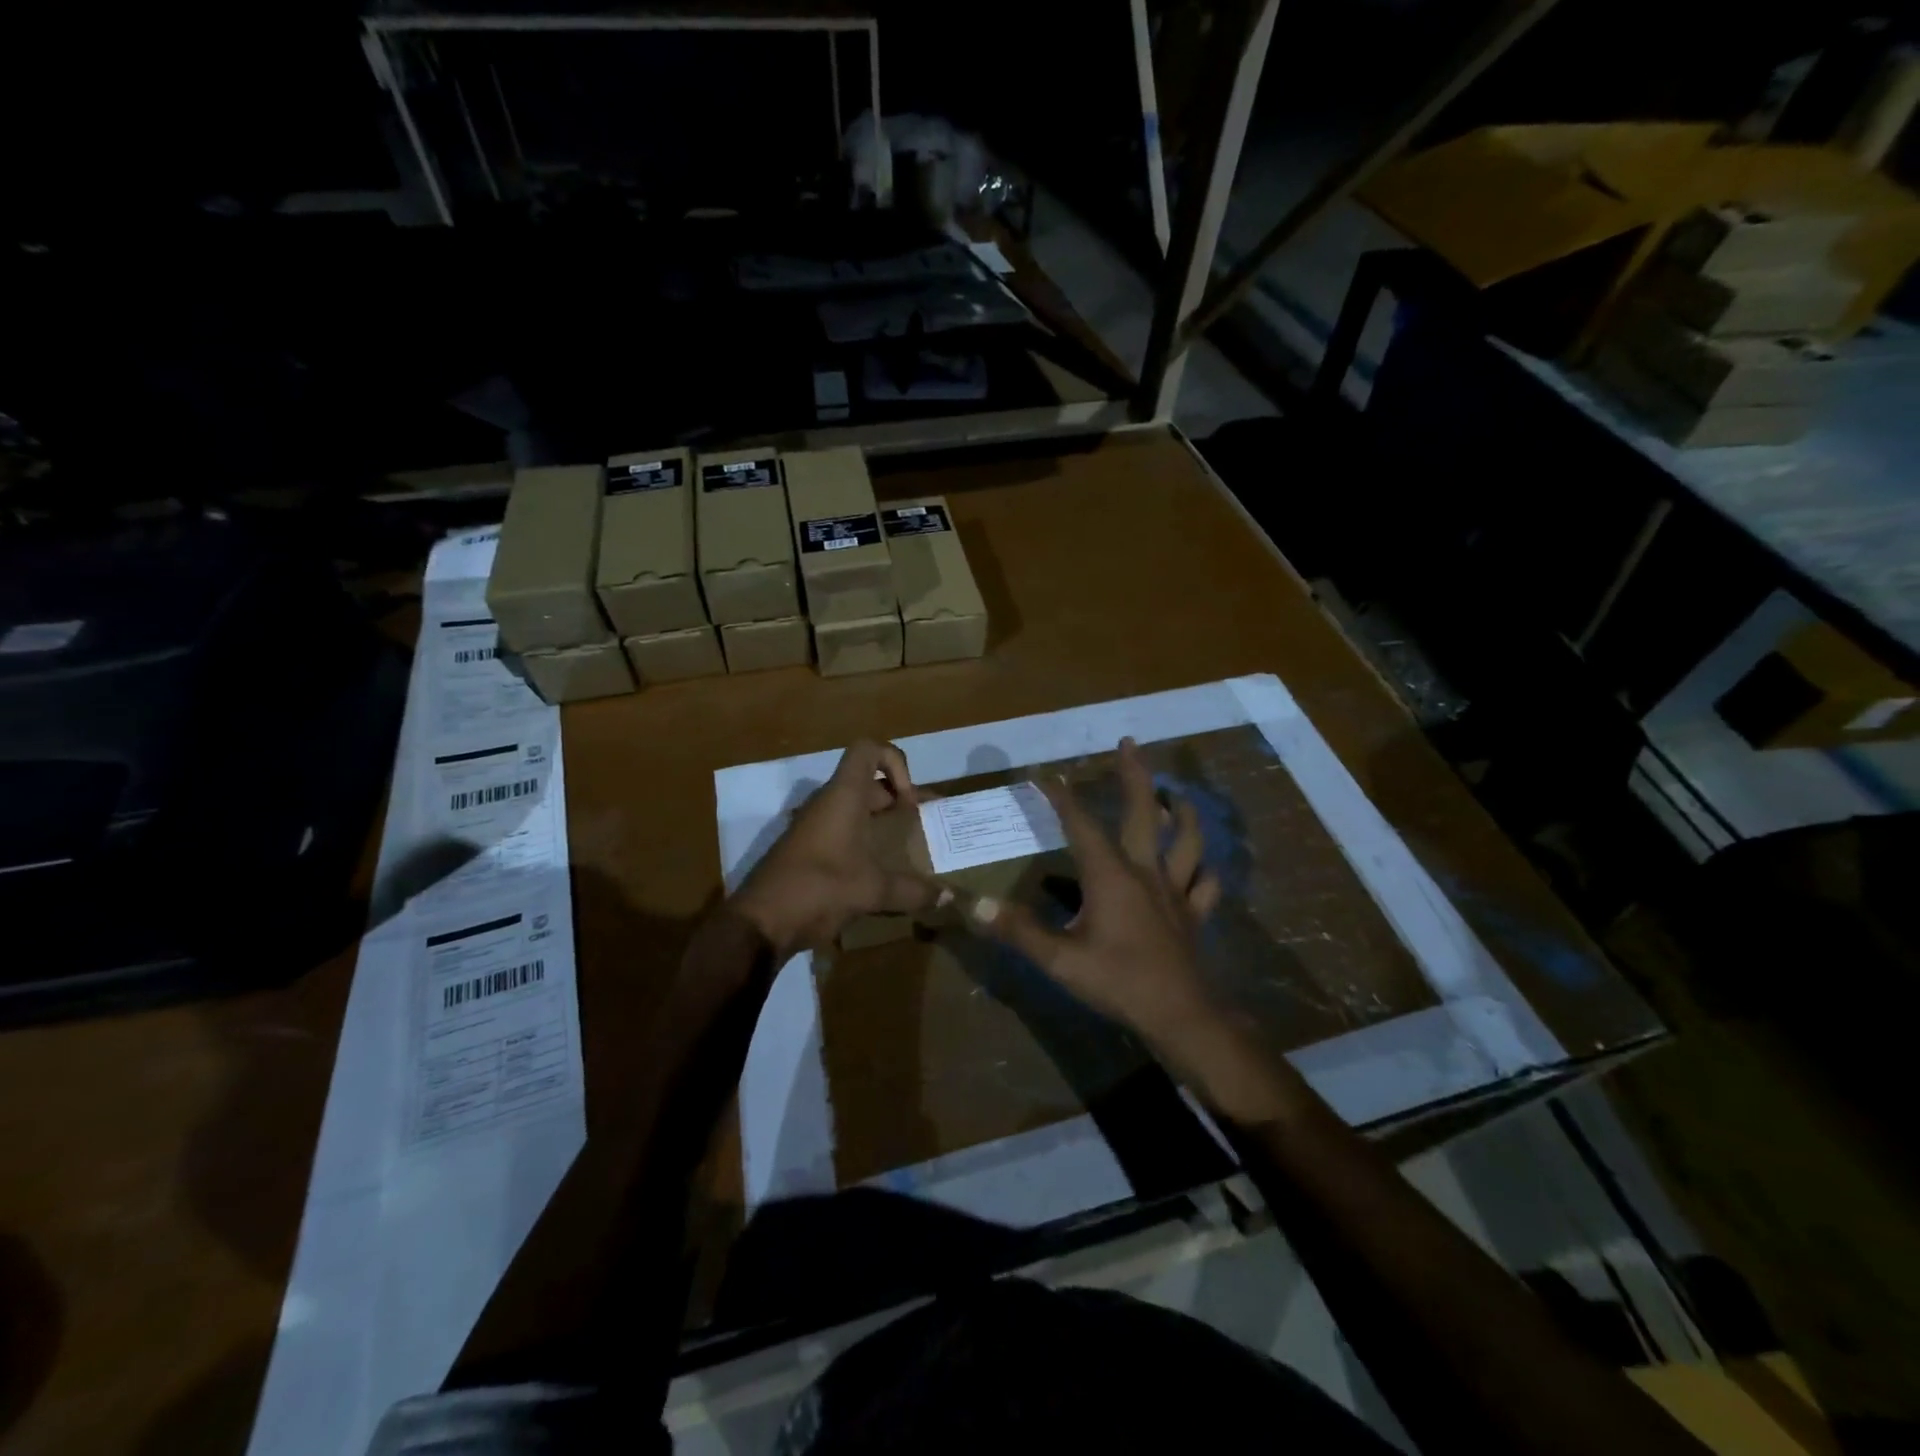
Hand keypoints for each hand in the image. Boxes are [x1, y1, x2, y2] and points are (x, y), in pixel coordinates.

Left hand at [731, 739, 939, 959]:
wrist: (761, 921)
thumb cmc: (820, 888)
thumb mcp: (873, 890)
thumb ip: (913, 891)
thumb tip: (949, 897)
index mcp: (844, 796)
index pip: (868, 750)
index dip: (895, 763)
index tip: (909, 801)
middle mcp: (828, 803)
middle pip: (867, 783)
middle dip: (898, 799)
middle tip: (923, 824)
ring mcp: (814, 827)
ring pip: (854, 809)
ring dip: (881, 822)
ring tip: (907, 848)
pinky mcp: (807, 851)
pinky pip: (842, 833)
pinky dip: (864, 842)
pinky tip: (879, 872)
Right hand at [974, 738, 1290, 1123]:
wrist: (1181, 1017)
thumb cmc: (1118, 982)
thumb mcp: (1060, 959)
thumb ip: (1018, 930)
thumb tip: (972, 905)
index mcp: (1110, 875)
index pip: (1081, 824)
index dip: (1061, 798)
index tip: (1045, 775)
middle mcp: (1145, 871)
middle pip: (1143, 812)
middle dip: (1135, 774)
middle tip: (1130, 743)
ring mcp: (1174, 891)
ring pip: (1185, 840)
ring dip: (1182, 812)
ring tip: (1177, 795)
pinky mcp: (1193, 914)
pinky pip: (1204, 884)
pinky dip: (1203, 869)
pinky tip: (1201, 865)